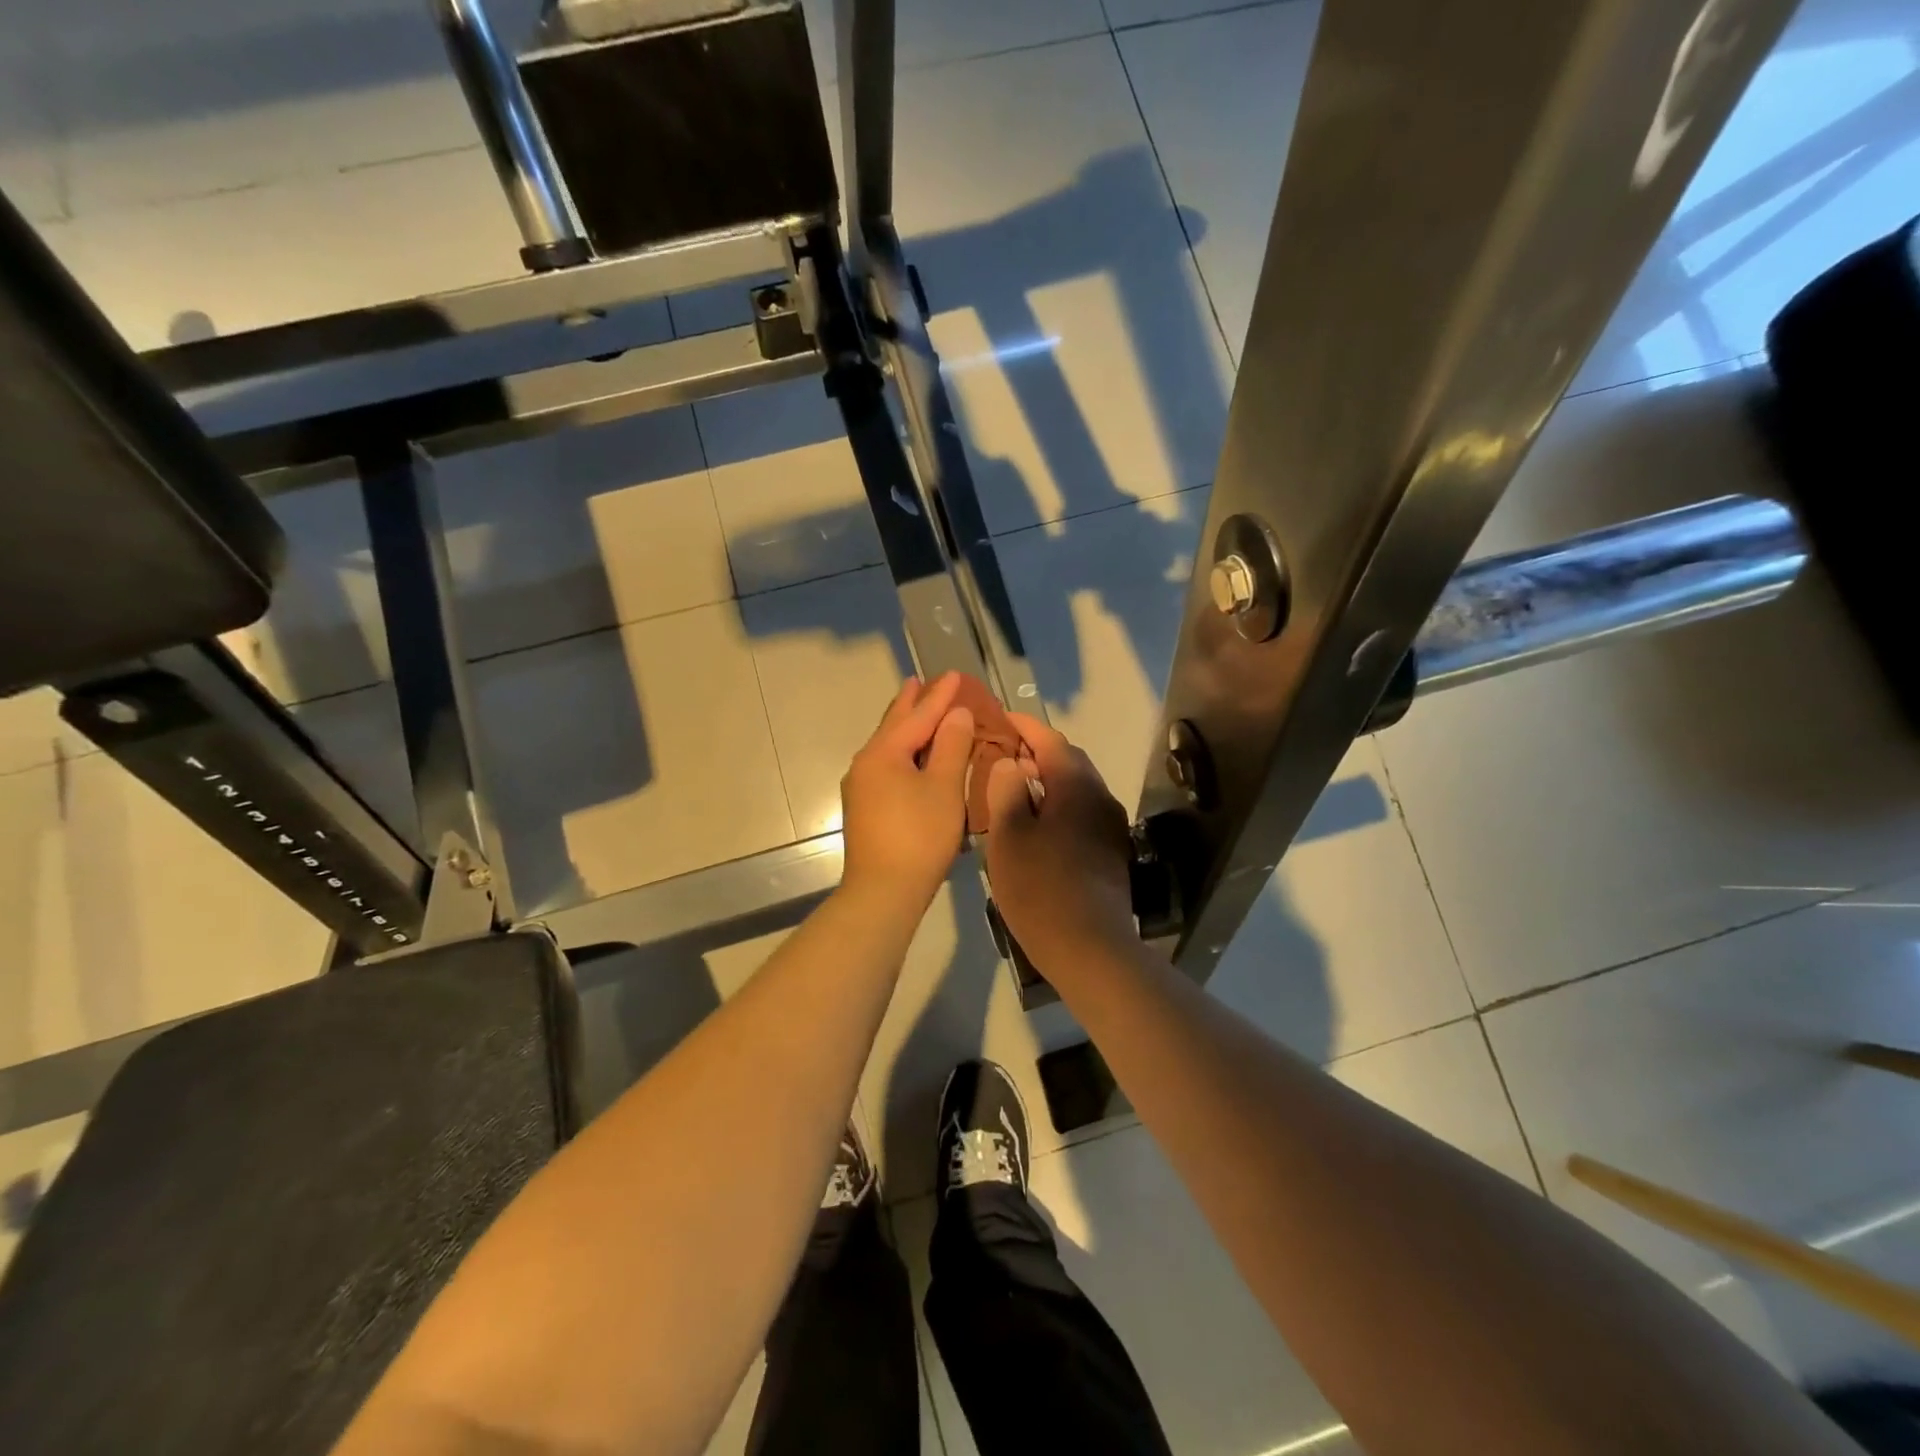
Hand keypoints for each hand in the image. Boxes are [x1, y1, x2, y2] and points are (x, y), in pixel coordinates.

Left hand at [839, 673, 974, 907]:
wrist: (882, 891)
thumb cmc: (919, 836)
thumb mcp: (943, 788)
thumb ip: (951, 746)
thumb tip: (955, 714)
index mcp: (884, 753)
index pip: (918, 715)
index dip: (940, 695)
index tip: (956, 675)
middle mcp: (866, 763)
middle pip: (894, 726)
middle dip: (912, 704)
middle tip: (922, 682)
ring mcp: (861, 787)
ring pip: (888, 747)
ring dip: (906, 728)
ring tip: (918, 712)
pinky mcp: (864, 808)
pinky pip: (887, 766)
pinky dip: (904, 752)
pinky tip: (912, 757)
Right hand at [982, 714, 1135, 969]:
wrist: (1090, 948)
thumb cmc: (1041, 888)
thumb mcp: (1009, 837)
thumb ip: (1007, 792)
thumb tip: (1010, 764)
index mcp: (1076, 787)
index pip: (1050, 740)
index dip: (1023, 726)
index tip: (1000, 717)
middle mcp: (1100, 798)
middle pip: (1067, 761)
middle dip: (1035, 753)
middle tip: (1000, 755)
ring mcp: (1109, 827)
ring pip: (1074, 790)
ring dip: (1045, 782)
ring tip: (1011, 790)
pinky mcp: (1110, 852)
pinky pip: (1079, 814)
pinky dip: (1055, 807)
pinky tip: (1033, 827)